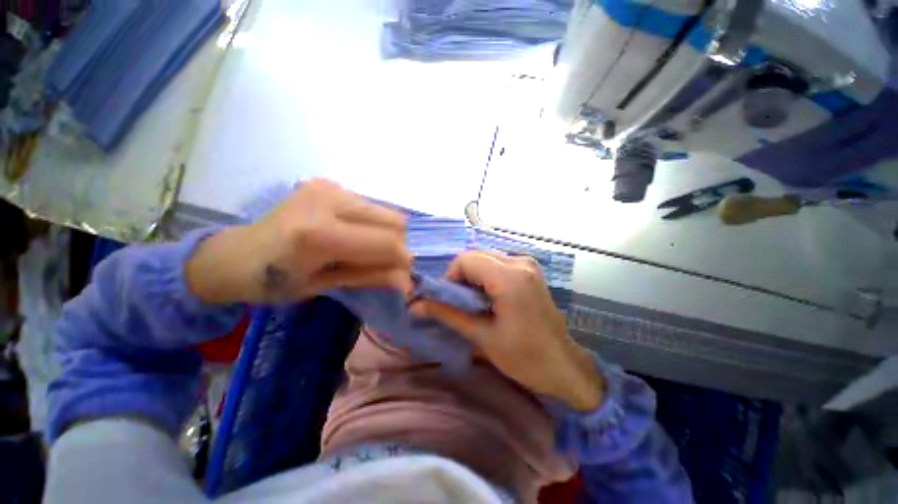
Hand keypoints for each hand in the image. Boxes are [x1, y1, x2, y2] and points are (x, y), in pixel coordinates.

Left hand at [186, 179, 413, 303]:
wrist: (236, 254)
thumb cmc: (274, 281)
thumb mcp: (325, 285)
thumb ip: (371, 277)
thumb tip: (408, 281)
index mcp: (320, 234)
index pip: (386, 242)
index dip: (401, 260)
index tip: (403, 275)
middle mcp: (327, 200)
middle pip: (394, 221)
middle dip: (397, 245)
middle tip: (384, 262)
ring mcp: (328, 186)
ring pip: (386, 211)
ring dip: (386, 234)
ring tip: (365, 249)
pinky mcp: (328, 183)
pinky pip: (371, 207)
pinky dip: (374, 224)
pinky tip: (354, 235)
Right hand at [410, 252, 603, 410]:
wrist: (564, 366)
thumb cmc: (524, 357)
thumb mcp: (482, 336)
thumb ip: (447, 314)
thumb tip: (415, 305)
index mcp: (509, 277)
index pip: (465, 260)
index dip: (449, 278)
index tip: (448, 300)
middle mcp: (520, 262)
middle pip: (475, 256)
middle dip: (461, 277)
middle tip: (459, 303)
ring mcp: (528, 264)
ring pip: (486, 259)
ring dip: (473, 277)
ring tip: (474, 303)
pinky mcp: (530, 270)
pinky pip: (498, 264)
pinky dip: (486, 277)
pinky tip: (489, 298)